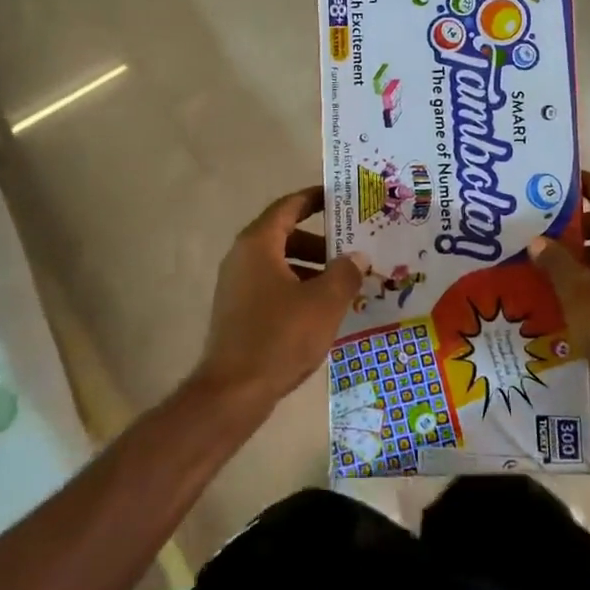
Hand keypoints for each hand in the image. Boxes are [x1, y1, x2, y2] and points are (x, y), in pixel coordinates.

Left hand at [194, 186, 366, 406]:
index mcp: (259, 244)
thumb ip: (345, 273)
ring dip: (310, 267)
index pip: (289, 207)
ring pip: (279, 263)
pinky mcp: (237, 312)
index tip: (339, 197)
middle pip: (285, 235)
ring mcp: (236, 286)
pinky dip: (296, 287)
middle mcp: (242, 257)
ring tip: (342, 283)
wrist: (233, 392)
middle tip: (351, 247)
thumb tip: (356, 257)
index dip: (314, 198)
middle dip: (320, 240)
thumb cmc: (280, 336)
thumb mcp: (324, 302)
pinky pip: (272, 286)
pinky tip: (320, 310)